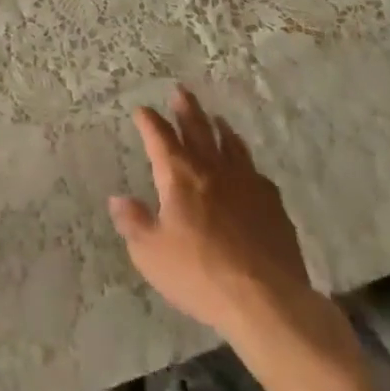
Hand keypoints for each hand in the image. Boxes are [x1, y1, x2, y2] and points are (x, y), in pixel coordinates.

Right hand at [109, 87, 344, 348]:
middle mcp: (212, 169)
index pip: (160, 138)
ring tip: (216, 119)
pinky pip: (255, 172)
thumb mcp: (151, 254)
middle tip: (180, 91)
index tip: (142, 110)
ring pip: (231, 145)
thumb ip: (133, 223)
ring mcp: (246, 183)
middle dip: (186, 109)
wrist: (266, 299)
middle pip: (198, 129)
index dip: (149, 122)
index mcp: (179, 175)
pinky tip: (248, 168)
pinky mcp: (272, 203)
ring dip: (220, 129)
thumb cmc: (200, 274)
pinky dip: (246, 162)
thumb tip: (117, 199)